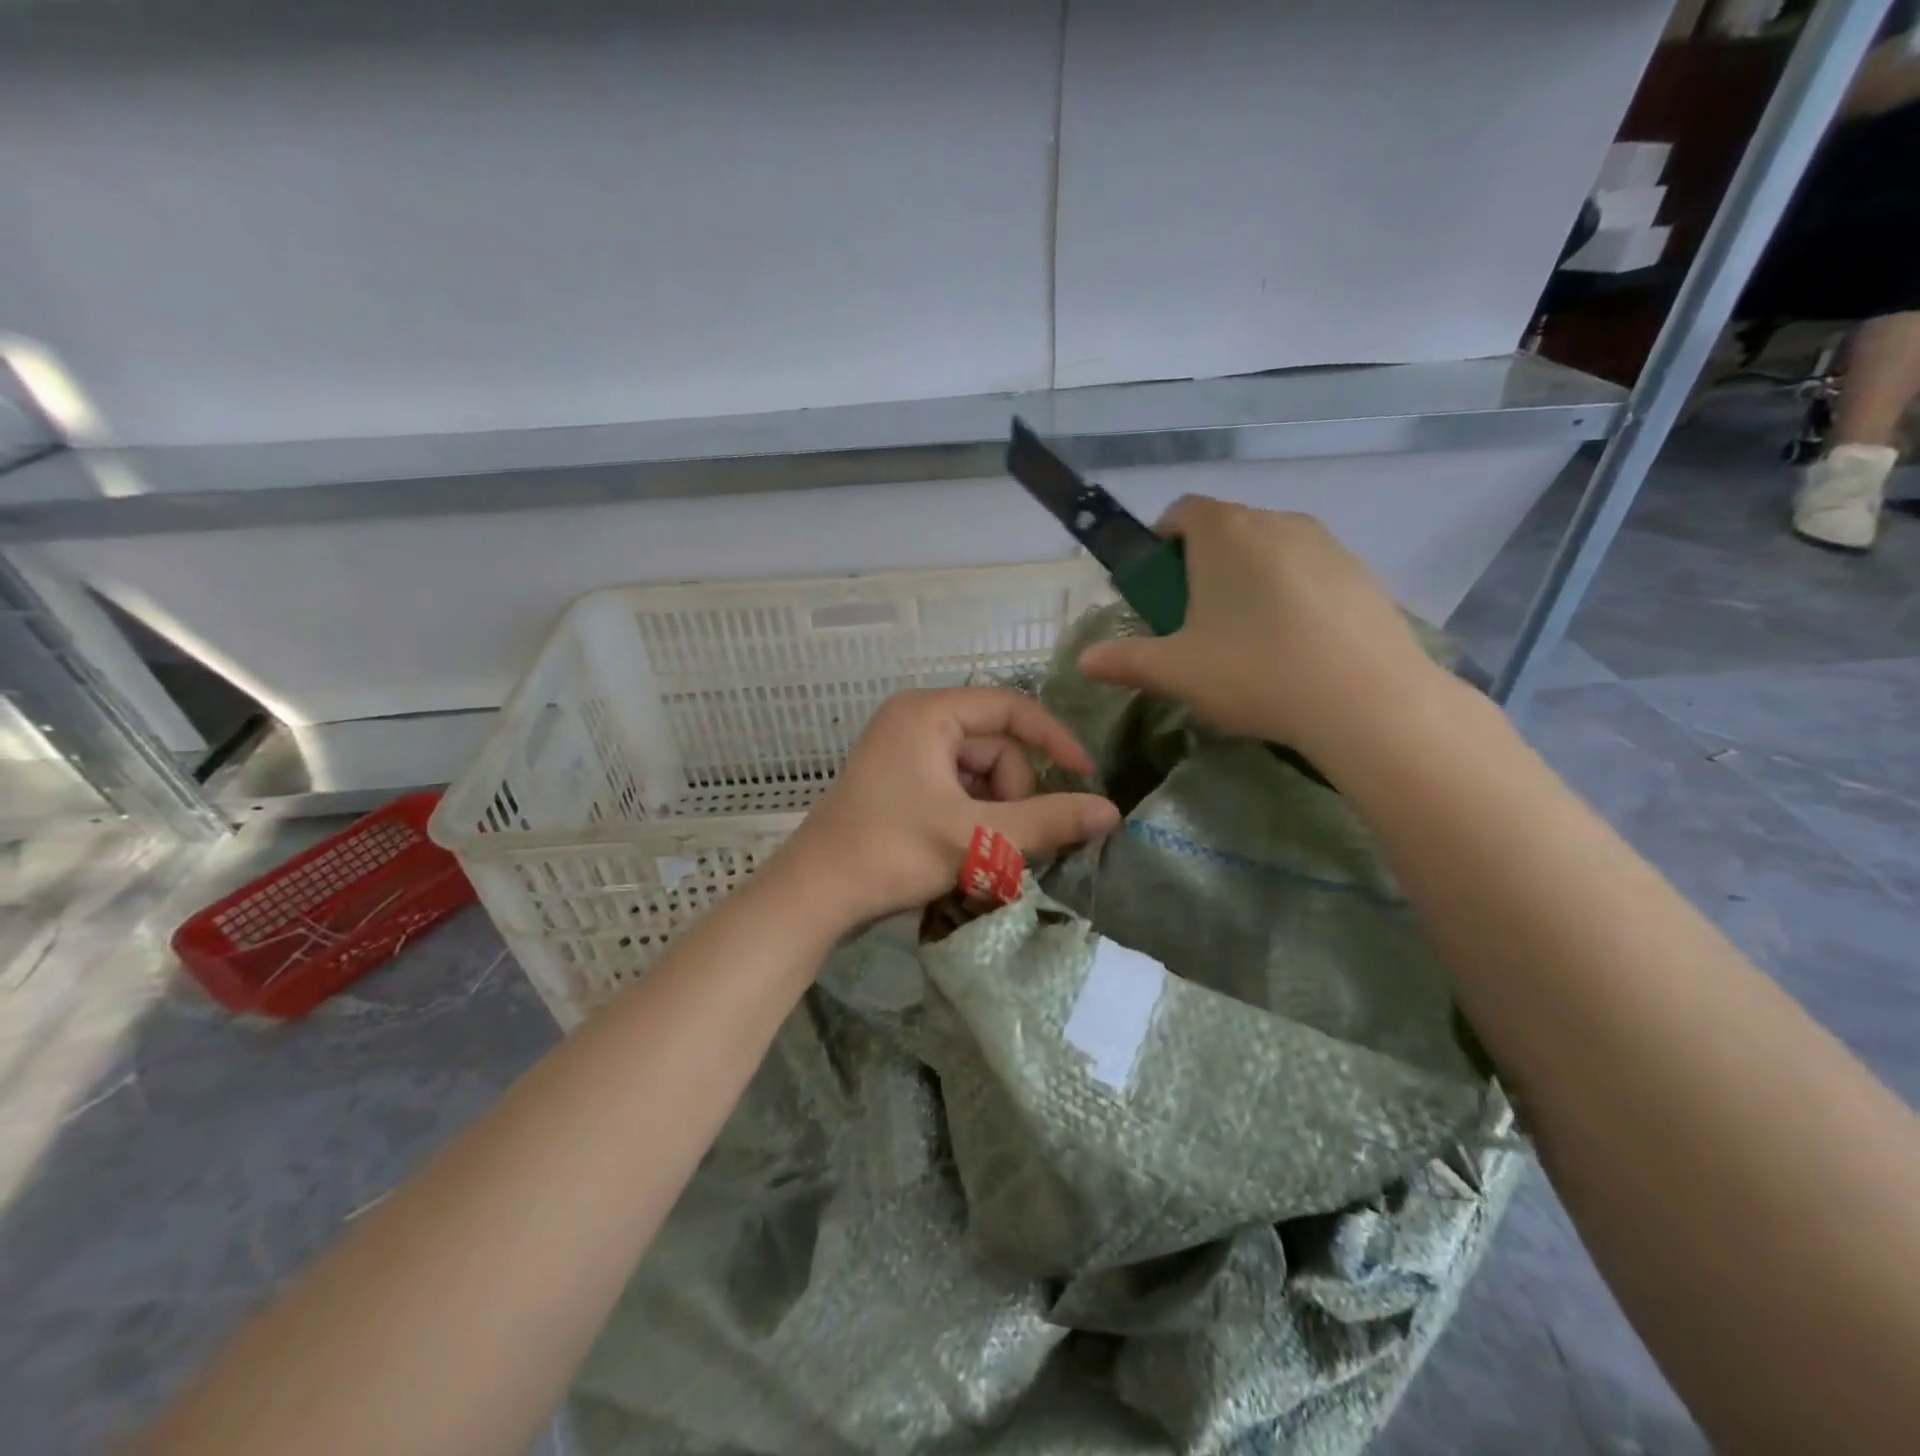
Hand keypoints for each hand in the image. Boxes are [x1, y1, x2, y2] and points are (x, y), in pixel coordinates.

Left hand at [768, 687, 1120, 928]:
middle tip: (1005, 842)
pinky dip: (971, 819)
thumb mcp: (977, 837)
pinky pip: (954, 789)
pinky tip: (964, 854)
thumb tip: (1111, 813)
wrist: (814, 896)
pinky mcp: (898, 782)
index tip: (1086, 777)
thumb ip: (1048, 822)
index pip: (1011, 708)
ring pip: (978, 774)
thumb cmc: (893, 852)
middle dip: (1011, 795)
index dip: (1054, 740)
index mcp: (928, 713)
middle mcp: (915, 721)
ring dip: (993, 813)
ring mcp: (903, 752)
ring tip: (982, 855)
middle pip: (995, 747)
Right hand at [1076, 497, 1450, 756]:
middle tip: (1196, 624)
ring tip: (1248, 641)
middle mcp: (1276, 521)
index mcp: (1225, 533)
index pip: (1181, 511)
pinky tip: (1295, 648)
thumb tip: (1084, 662)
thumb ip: (1124, 661)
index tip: (1158, 589)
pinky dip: (1292, 596)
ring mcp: (1326, 543)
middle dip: (1202, 567)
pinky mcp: (1362, 572)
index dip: (1160, 543)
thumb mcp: (1176, 673)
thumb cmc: (1255, 672)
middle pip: (1225, 530)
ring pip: (1270, 551)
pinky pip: (1309, 572)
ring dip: (1248, 581)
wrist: (1367, 700)